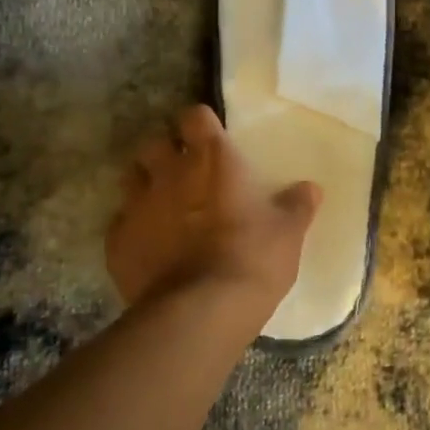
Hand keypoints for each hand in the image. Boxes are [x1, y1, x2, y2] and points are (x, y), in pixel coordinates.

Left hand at [105, 105, 321, 313]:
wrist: (201, 312)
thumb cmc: (253, 259)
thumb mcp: (288, 233)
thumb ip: (297, 205)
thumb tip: (311, 188)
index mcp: (213, 160)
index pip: (195, 116)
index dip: (201, 124)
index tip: (211, 138)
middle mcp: (171, 173)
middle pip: (155, 143)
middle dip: (167, 152)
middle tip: (185, 172)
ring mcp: (138, 206)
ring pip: (132, 178)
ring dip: (146, 185)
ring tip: (163, 206)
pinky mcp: (117, 242)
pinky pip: (120, 223)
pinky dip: (134, 228)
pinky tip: (149, 246)